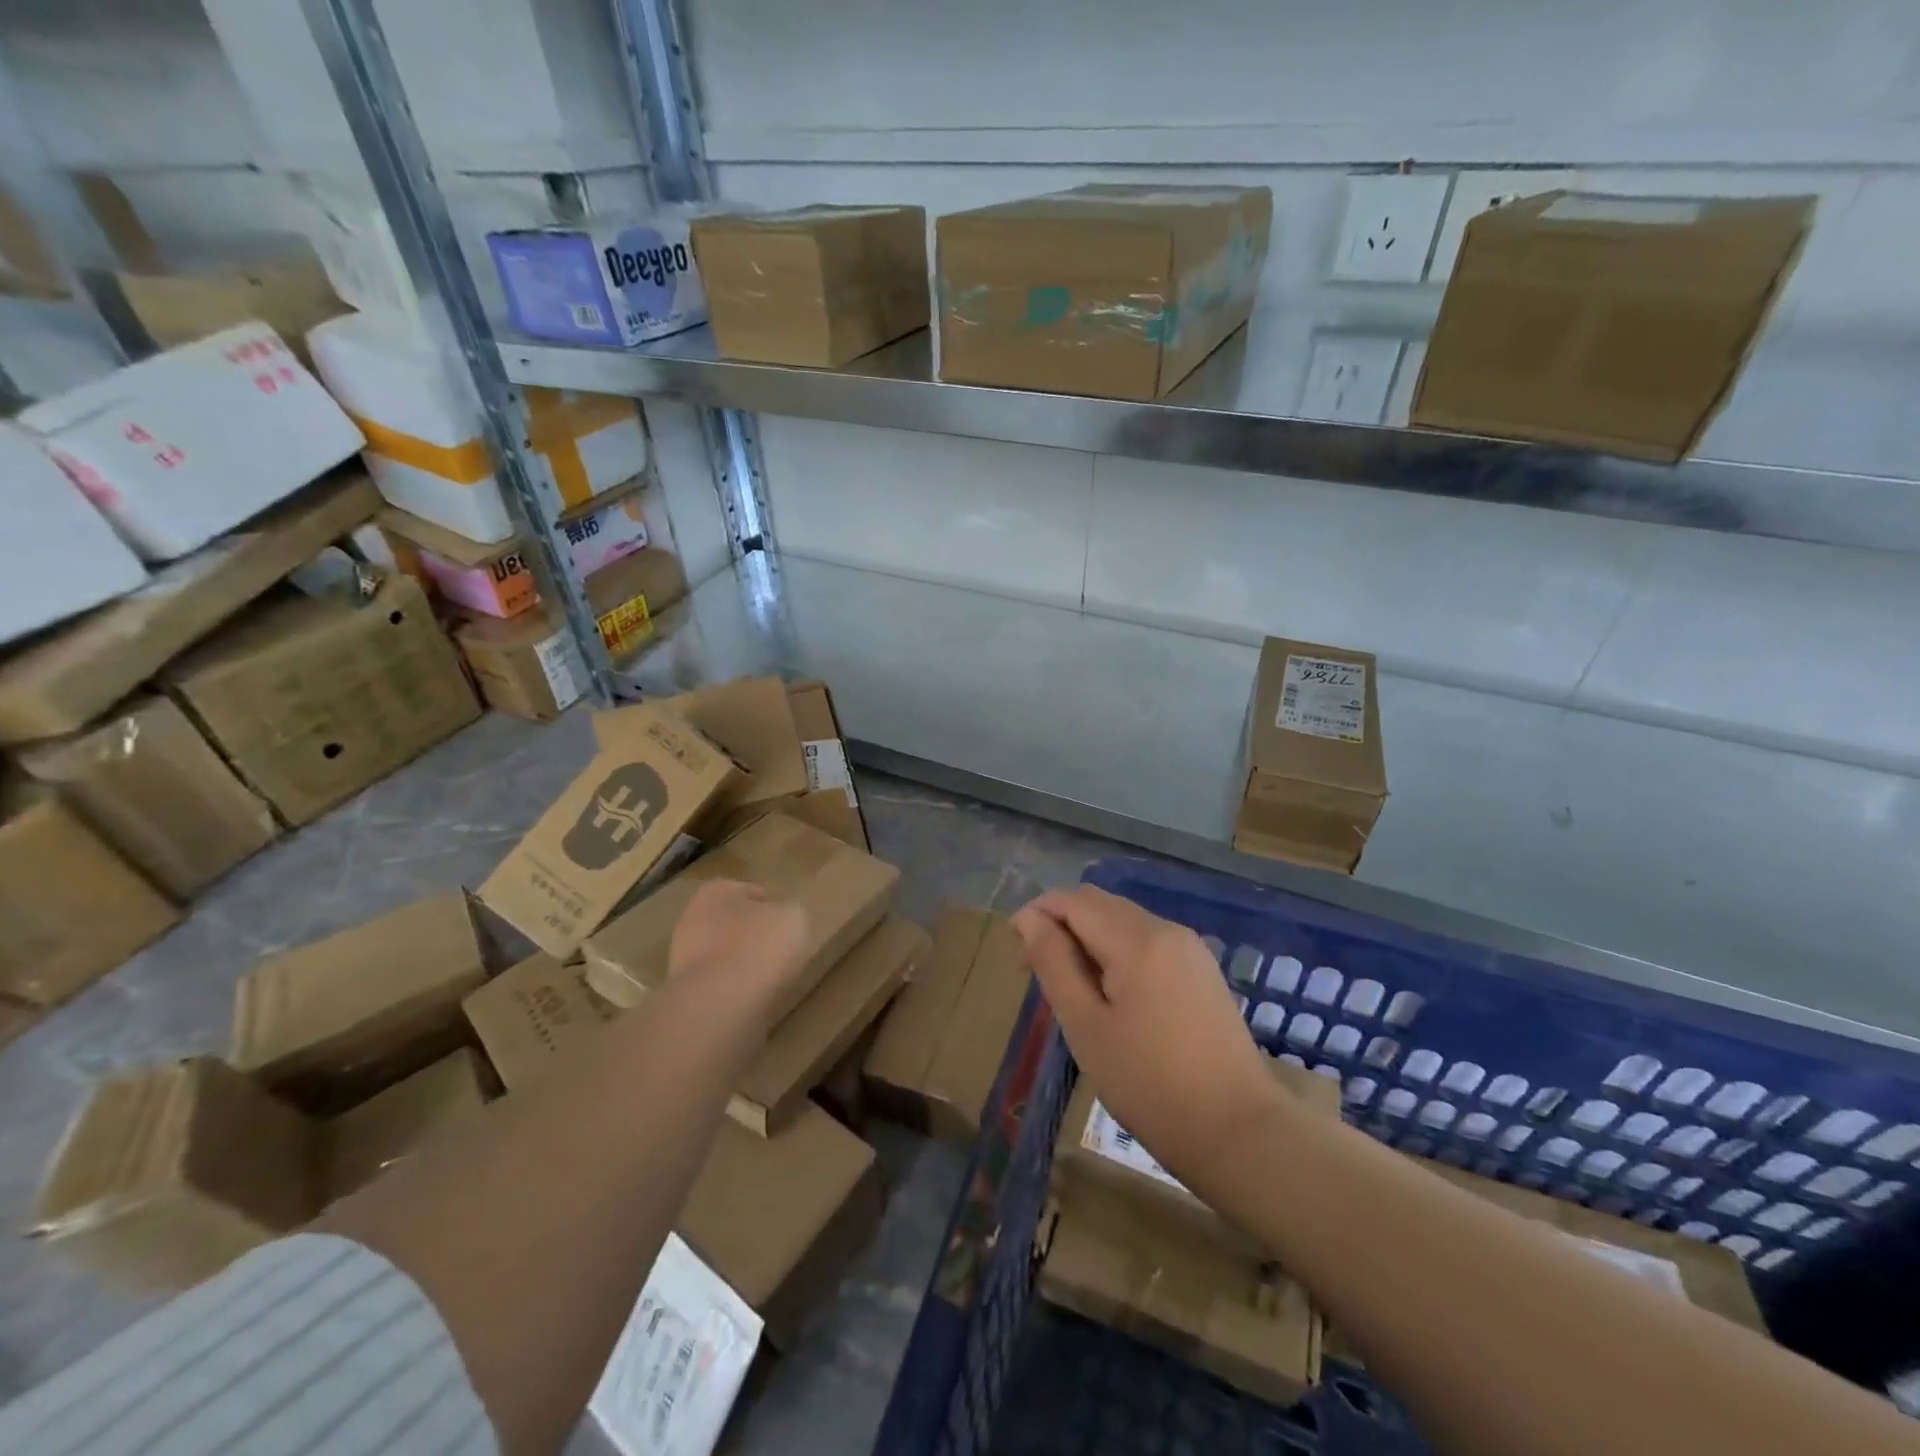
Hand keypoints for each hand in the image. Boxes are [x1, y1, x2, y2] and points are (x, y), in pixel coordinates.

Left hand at [668, 879, 809, 1035]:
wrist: (718, 1005)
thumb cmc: (758, 947)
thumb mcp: (794, 918)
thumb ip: (789, 913)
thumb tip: (783, 920)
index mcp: (717, 891)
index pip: (750, 891)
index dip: (772, 905)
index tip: (787, 921)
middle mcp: (693, 918)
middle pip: (732, 922)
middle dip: (752, 934)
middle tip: (779, 948)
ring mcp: (683, 957)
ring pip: (723, 954)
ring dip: (742, 963)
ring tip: (770, 977)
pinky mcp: (684, 992)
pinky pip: (718, 984)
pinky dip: (734, 989)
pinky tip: (754, 997)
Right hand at [1013, 885, 1286, 1186]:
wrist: (1238, 1132)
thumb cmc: (1148, 1084)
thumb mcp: (1086, 1025)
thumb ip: (1054, 963)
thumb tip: (1028, 918)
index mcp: (1137, 939)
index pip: (1073, 901)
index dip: (1038, 915)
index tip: (1018, 956)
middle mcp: (1166, 929)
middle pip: (1100, 904)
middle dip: (1062, 924)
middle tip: (1040, 973)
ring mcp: (1190, 948)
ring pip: (1124, 920)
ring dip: (1090, 937)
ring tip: (1073, 988)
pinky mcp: (1202, 970)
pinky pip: (1148, 940)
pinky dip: (1119, 951)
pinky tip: (1113, 993)